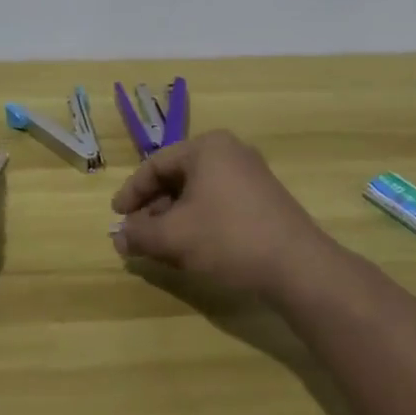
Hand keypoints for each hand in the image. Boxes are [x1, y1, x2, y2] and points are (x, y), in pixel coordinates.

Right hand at [109, 130, 330, 299]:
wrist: (298, 267)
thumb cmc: (228, 238)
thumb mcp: (174, 237)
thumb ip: (140, 234)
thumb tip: (118, 237)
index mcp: (207, 147)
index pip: (155, 165)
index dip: (131, 192)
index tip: (117, 218)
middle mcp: (230, 152)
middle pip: (177, 177)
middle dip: (153, 208)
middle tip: (137, 234)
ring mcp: (250, 174)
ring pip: (198, 193)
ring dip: (174, 217)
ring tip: (160, 246)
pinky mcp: (264, 198)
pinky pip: (219, 202)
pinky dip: (198, 221)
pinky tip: (191, 248)